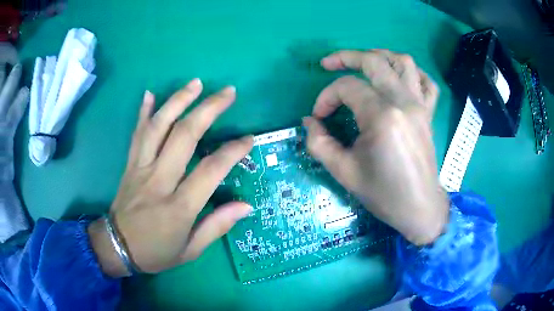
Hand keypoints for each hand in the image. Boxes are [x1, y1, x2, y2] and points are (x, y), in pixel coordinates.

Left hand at [88, 79, 253, 276]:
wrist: (117, 247)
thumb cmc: (156, 252)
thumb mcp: (190, 250)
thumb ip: (217, 226)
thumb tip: (246, 206)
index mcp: (178, 207)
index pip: (210, 170)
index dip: (233, 151)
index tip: (249, 139)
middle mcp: (158, 180)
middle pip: (184, 136)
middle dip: (208, 109)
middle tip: (227, 92)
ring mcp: (140, 168)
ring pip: (158, 126)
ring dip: (178, 101)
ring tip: (196, 83)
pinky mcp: (129, 164)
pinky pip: (136, 134)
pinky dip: (143, 112)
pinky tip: (150, 93)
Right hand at [304, 50, 448, 245]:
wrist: (419, 207)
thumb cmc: (384, 194)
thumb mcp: (344, 172)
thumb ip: (319, 143)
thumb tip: (310, 121)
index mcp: (382, 116)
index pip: (347, 88)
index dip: (326, 97)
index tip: (319, 117)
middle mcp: (403, 102)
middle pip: (374, 62)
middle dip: (346, 57)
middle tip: (329, 64)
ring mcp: (420, 105)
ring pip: (403, 62)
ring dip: (380, 56)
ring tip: (363, 64)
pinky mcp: (429, 113)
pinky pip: (426, 82)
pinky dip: (412, 74)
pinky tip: (399, 79)